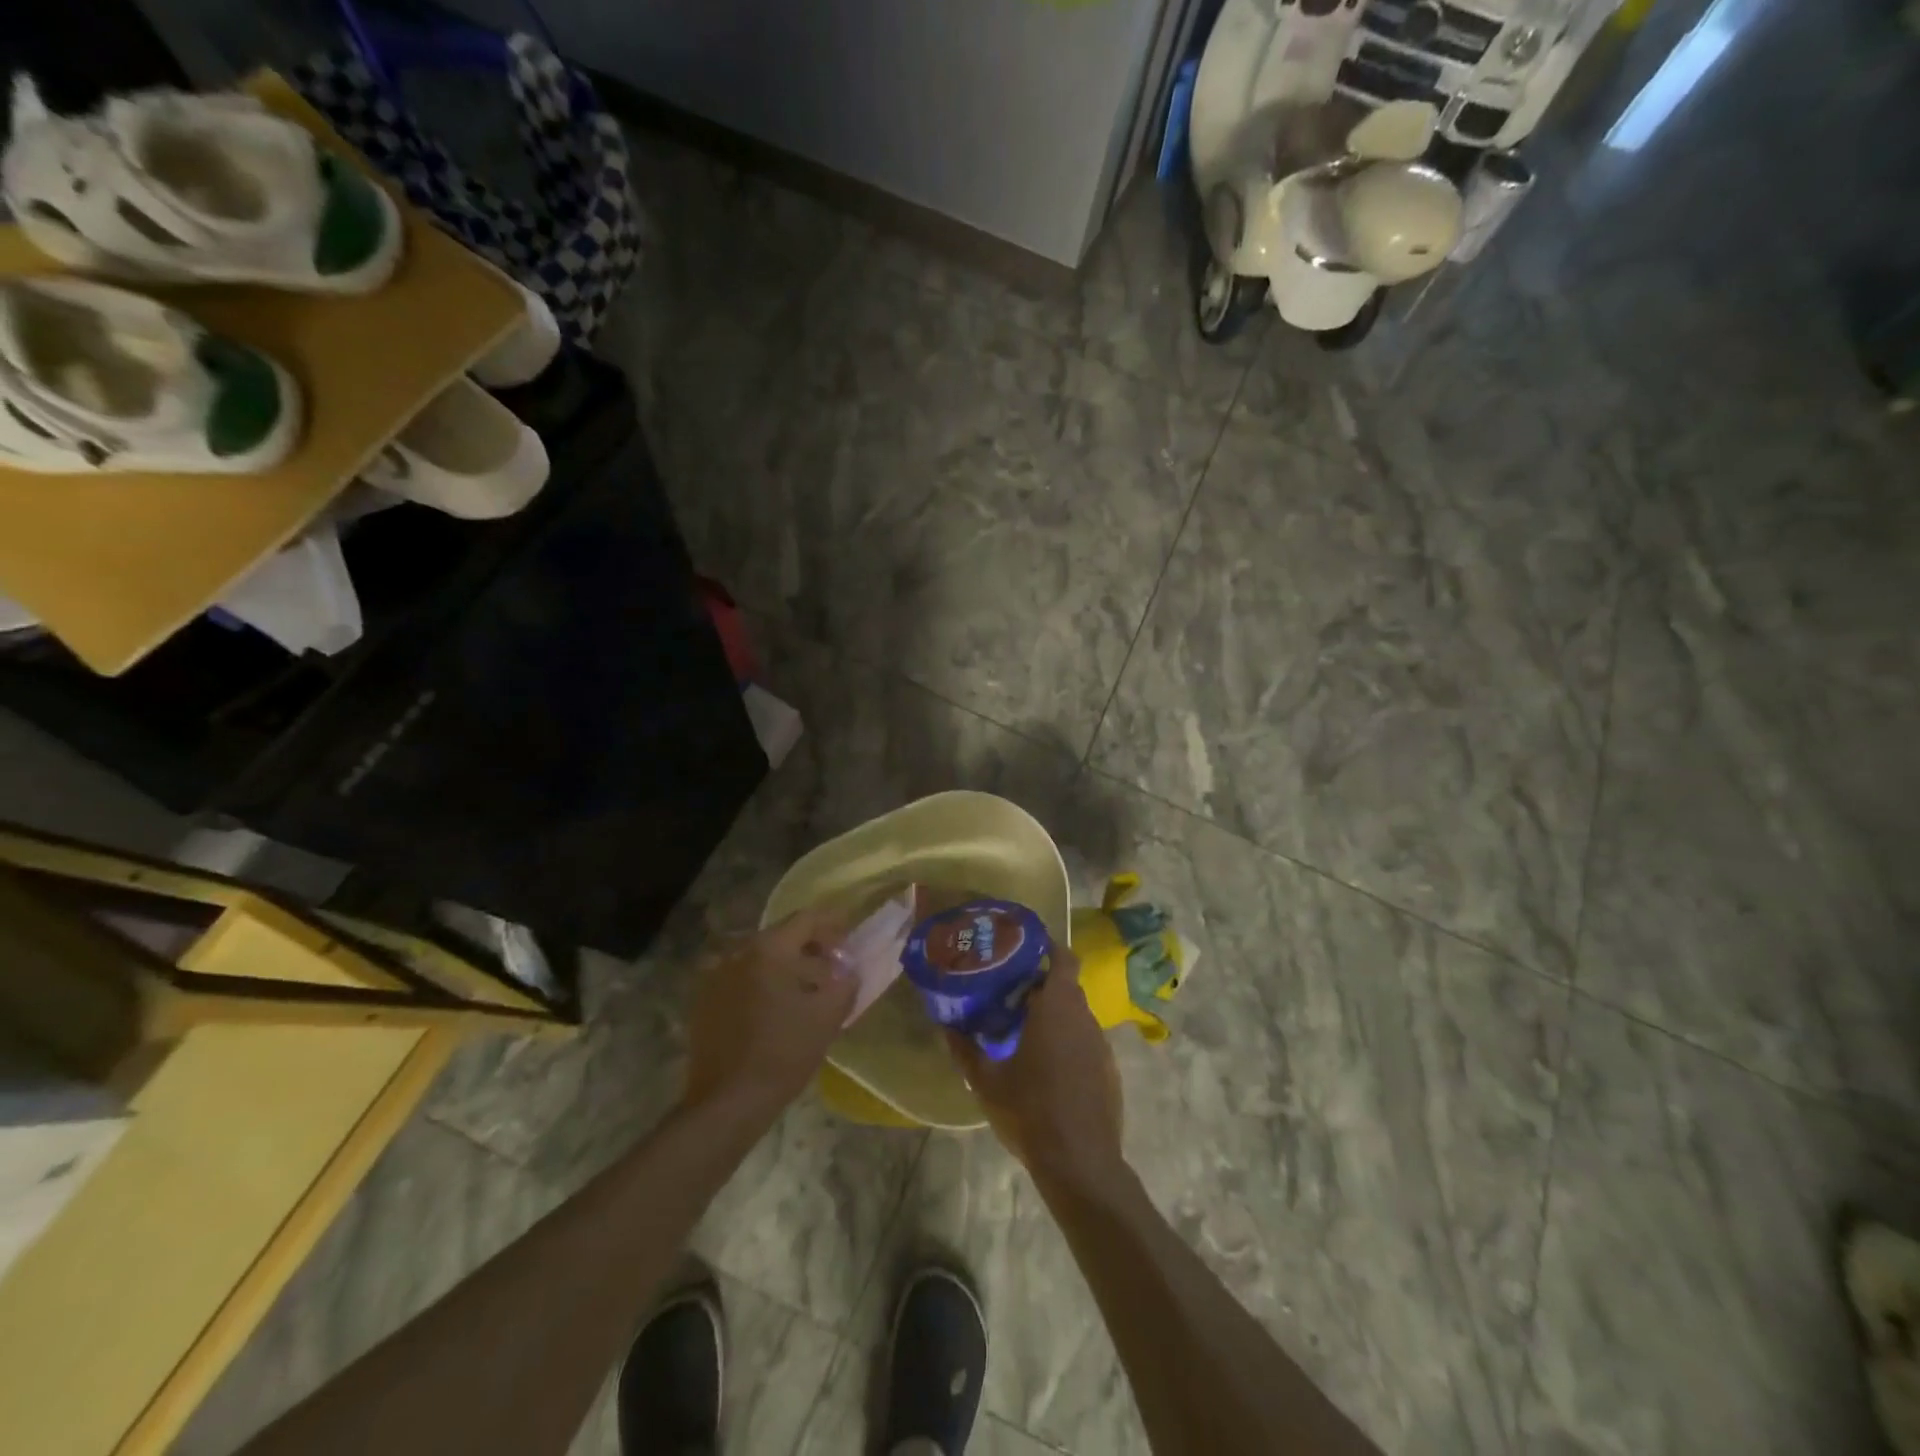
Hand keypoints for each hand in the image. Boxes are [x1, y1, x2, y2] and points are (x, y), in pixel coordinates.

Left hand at [682, 907, 856, 1123]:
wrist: (727, 1102)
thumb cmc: (783, 1053)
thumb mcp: (828, 1016)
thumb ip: (845, 983)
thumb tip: (848, 970)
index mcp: (768, 949)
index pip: (805, 919)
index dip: (831, 923)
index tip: (848, 936)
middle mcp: (737, 952)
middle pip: (781, 936)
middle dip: (809, 946)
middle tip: (831, 966)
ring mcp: (715, 976)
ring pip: (759, 957)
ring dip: (784, 965)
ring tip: (804, 989)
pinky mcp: (703, 1000)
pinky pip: (740, 977)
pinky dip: (761, 981)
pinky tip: (774, 1006)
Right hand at [946, 948, 1124, 1187]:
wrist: (1080, 1163)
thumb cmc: (1030, 1111)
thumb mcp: (986, 1082)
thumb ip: (964, 1049)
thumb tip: (946, 1024)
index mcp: (1057, 1007)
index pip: (1063, 958)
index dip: (1047, 947)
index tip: (1024, 950)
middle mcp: (1084, 1017)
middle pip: (1066, 987)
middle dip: (1040, 986)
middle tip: (1010, 995)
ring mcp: (1101, 1045)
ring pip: (1076, 1016)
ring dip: (1054, 1016)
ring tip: (1024, 1032)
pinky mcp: (1109, 1071)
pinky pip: (1086, 1042)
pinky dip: (1068, 1043)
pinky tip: (1048, 1068)